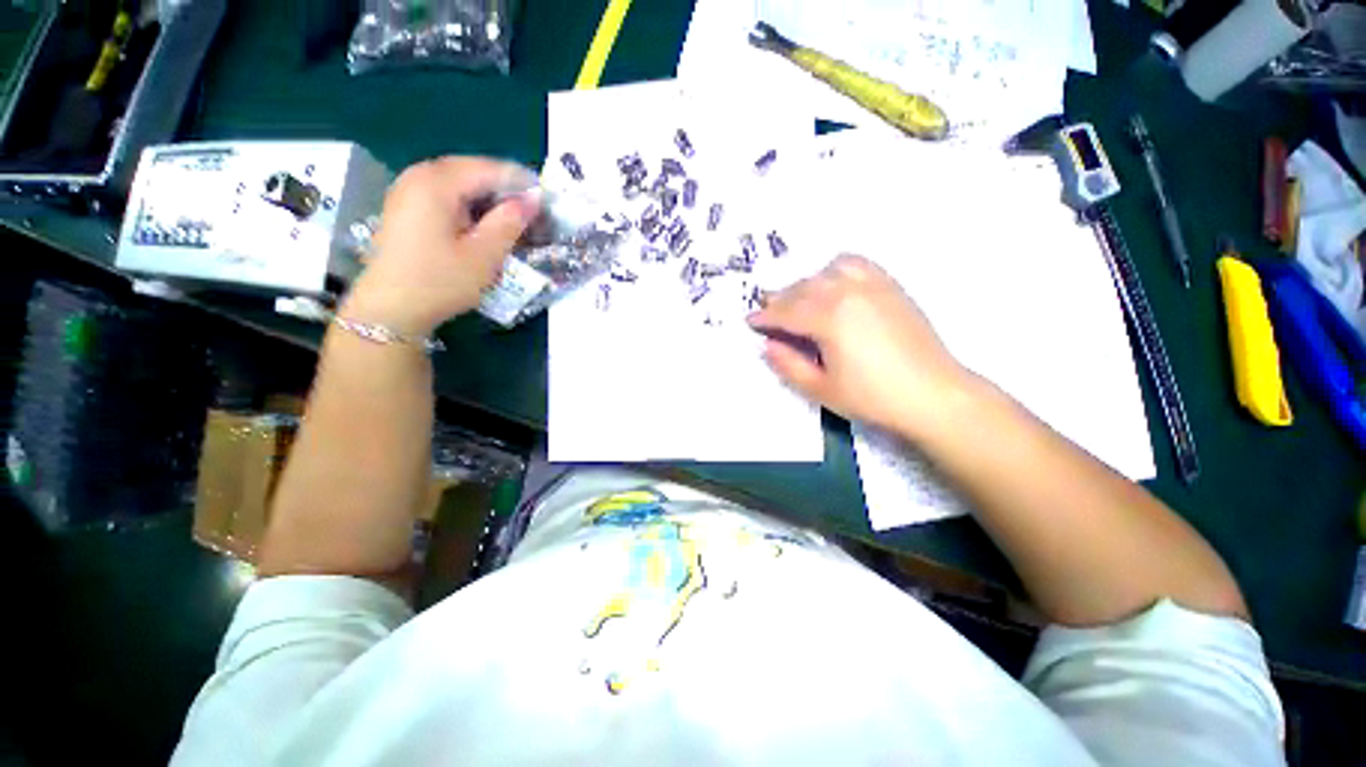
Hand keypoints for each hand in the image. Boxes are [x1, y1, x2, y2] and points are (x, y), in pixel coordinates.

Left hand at [342, 157, 540, 335]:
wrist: (391, 309)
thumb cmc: (440, 282)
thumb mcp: (484, 255)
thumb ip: (510, 223)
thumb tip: (533, 200)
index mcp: (437, 183)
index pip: (489, 169)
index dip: (521, 183)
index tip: (545, 203)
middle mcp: (418, 176)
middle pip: (472, 171)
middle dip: (504, 188)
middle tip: (531, 213)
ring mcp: (408, 190)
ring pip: (459, 183)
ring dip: (487, 198)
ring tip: (512, 220)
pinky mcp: (406, 207)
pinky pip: (445, 195)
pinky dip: (469, 205)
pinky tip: (483, 225)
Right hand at [748, 254, 973, 436]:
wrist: (933, 395)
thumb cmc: (873, 397)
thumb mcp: (821, 388)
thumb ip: (788, 365)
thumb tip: (767, 345)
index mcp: (829, 318)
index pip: (786, 313)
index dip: (764, 318)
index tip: (749, 321)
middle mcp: (847, 292)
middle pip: (802, 289)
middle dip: (779, 299)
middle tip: (767, 312)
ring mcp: (872, 285)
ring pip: (825, 272)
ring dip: (805, 284)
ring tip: (798, 300)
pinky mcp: (890, 287)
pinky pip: (856, 264)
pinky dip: (835, 270)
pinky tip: (833, 285)